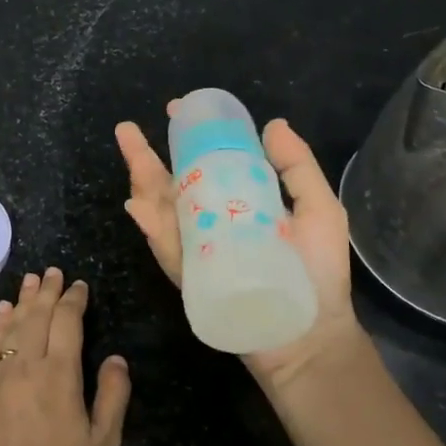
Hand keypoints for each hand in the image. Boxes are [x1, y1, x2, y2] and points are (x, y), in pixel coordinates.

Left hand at [0, 268, 131, 445]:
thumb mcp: (103, 443)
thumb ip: (113, 396)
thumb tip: (115, 358)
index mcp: (60, 375)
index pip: (67, 322)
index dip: (73, 299)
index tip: (79, 286)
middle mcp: (27, 366)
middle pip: (36, 316)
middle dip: (47, 291)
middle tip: (52, 272)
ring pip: (11, 327)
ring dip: (21, 301)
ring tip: (29, 281)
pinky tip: (1, 313)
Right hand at [115, 109, 364, 387]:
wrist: (310, 334)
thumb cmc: (318, 273)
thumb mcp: (319, 211)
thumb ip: (297, 169)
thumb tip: (273, 124)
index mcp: (238, 203)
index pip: (206, 165)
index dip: (188, 139)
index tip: (177, 111)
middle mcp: (210, 223)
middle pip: (171, 186)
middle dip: (146, 158)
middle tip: (126, 130)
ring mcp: (197, 251)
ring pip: (161, 213)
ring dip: (142, 185)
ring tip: (131, 155)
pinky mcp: (191, 278)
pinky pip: (168, 251)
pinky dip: (152, 229)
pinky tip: (139, 207)